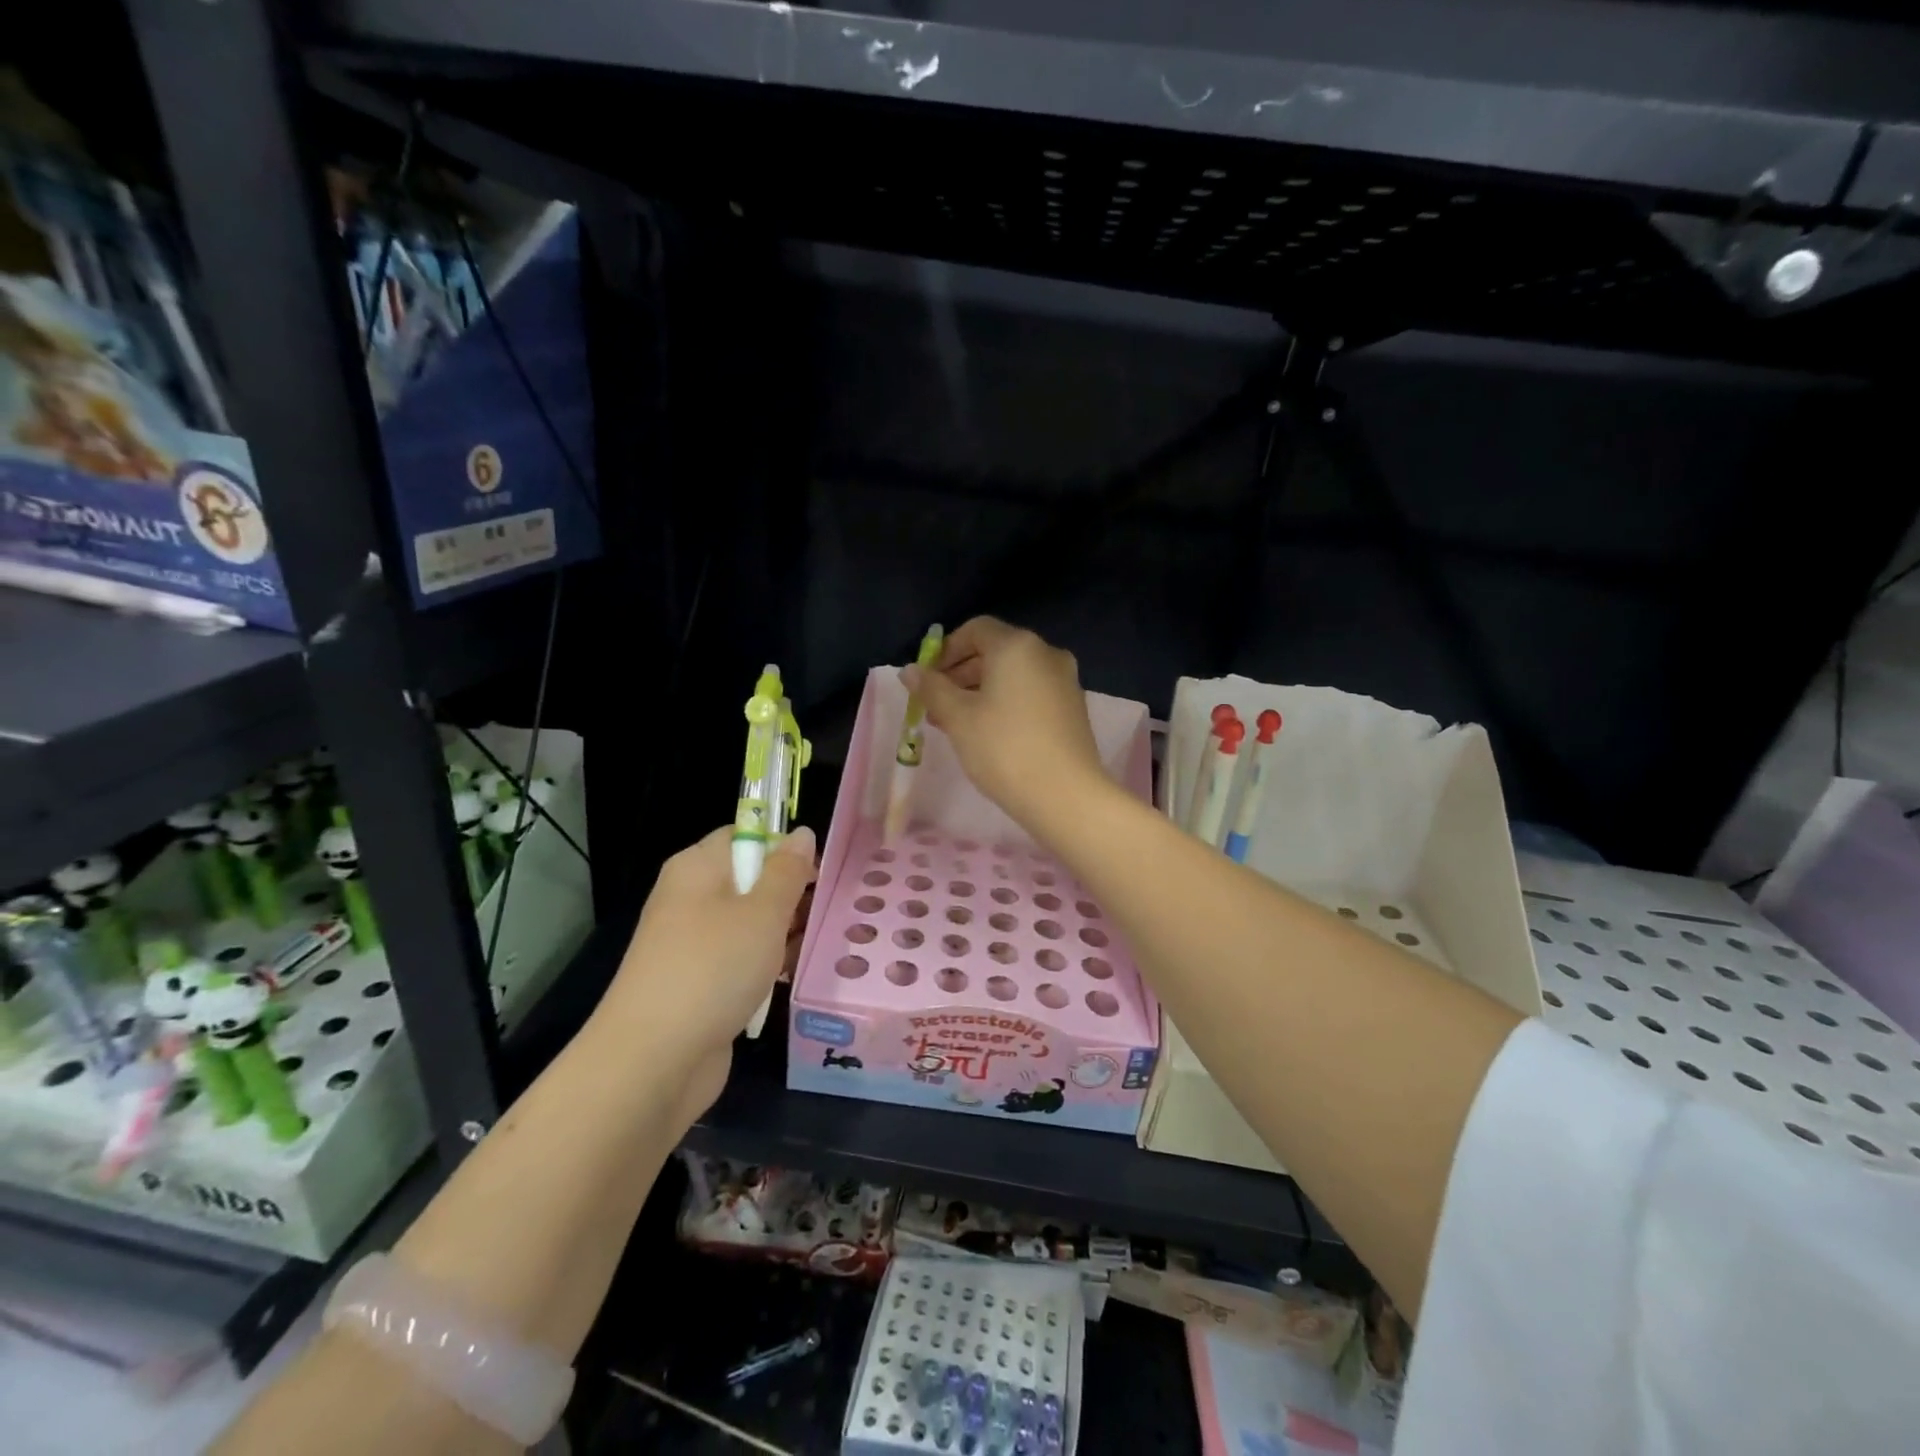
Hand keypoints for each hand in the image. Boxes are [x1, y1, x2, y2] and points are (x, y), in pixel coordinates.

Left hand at [599, 825, 815, 1120]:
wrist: (652, 1062)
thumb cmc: (712, 969)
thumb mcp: (763, 913)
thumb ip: (787, 871)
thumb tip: (801, 833)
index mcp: (697, 868)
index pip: (746, 835)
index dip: (784, 848)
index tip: (819, 873)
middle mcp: (691, 898)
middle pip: (751, 880)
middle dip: (791, 896)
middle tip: (827, 913)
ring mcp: (692, 944)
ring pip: (750, 923)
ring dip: (783, 935)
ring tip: (816, 948)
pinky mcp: (698, 983)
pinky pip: (741, 960)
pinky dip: (765, 967)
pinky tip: (789, 980)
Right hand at [903, 617, 1106, 830]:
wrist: (1066, 795)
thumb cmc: (1004, 749)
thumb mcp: (958, 718)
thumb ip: (932, 688)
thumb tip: (909, 670)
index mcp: (1017, 646)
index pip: (975, 630)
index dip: (946, 650)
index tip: (927, 680)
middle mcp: (1046, 653)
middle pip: (995, 651)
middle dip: (960, 674)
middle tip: (935, 706)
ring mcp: (1064, 680)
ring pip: (1013, 675)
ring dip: (980, 691)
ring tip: (955, 724)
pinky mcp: (1073, 707)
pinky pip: (1031, 692)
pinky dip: (1006, 702)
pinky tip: (988, 733)